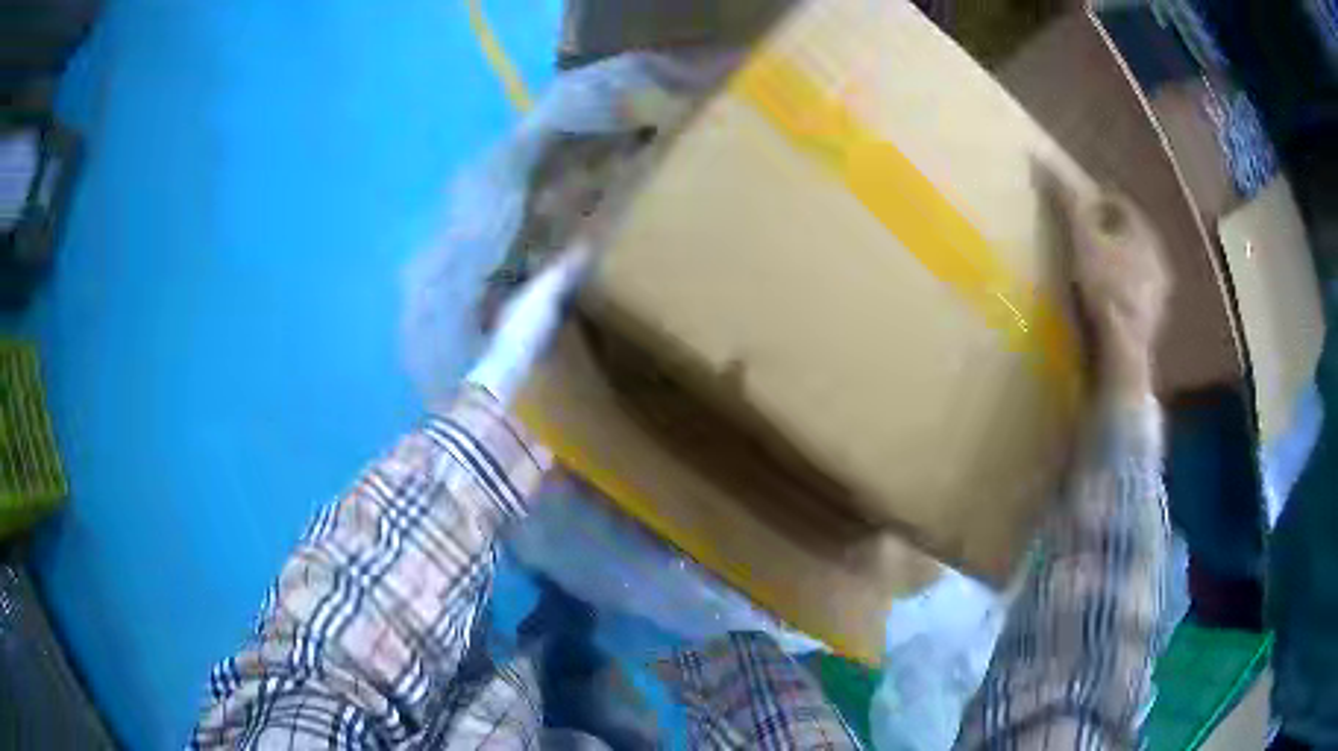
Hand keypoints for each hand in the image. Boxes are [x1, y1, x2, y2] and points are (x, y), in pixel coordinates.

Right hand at [1042, 166, 1170, 399]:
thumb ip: (1066, 200)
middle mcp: (1158, 258)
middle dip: (1109, 233)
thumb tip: (1040, 157)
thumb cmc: (1105, 288)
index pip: (1121, 204)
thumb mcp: (1081, 239)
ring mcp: (1158, 294)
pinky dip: (1122, 291)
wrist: (1123, 351)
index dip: (1098, 200)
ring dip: (1118, 263)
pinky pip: (1136, 294)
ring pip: (1136, 266)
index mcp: (1143, 233)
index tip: (1078, 207)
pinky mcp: (1152, 322)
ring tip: (1093, 270)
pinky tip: (1105, 301)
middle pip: (1130, 235)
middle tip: (1084, 238)